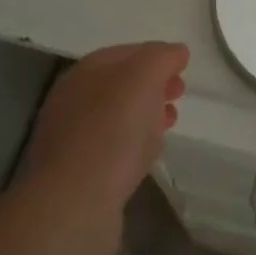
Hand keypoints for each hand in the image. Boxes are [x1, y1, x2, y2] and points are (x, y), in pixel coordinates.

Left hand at [20, 42, 187, 216]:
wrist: (76, 202)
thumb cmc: (112, 130)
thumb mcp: (144, 77)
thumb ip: (162, 57)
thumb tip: (176, 52)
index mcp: (84, 72)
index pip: (124, 53)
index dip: (155, 56)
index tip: (182, 68)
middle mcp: (72, 101)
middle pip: (120, 85)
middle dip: (153, 85)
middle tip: (179, 93)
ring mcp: (72, 139)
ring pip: (118, 117)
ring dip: (146, 114)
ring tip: (170, 123)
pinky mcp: (79, 174)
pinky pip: (113, 148)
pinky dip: (135, 144)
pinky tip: (149, 154)